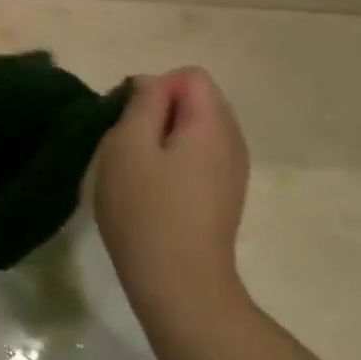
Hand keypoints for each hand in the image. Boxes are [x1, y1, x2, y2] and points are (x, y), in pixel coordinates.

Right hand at [94, 69, 250, 327]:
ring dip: (163, 140)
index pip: (189, 76)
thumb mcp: (128, 146)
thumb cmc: (146, 210)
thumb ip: (142, 103)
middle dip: (158, 113)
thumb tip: (152, 83)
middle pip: (196, 101)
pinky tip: (155, 193)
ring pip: (195, 131)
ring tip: (138, 173)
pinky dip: (174, 163)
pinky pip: (199, 158)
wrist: (180, 283)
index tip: (129, 122)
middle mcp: (232, 140)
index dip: (154, 89)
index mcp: (212, 123)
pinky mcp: (224, 195)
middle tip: (128, 147)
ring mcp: (233, 171)